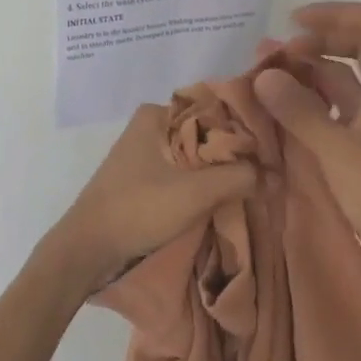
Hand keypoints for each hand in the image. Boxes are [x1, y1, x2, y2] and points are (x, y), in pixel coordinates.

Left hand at [49, 103, 256, 288]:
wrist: (87, 250)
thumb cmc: (138, 210)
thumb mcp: (196, 193)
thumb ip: (239, 177)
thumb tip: (274, 175)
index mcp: (157, 114)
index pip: (215, 110)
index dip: (246, 130)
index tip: (273, 151)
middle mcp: (150, 126)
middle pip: (206, 133)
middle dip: (234, 153)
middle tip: (269, 172)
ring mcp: (145, 153)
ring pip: (196, 155)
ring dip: (220, 171)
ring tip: (254, 185)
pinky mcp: (143, 178)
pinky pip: (183, 172)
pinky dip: (203, 183)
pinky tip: (226, 197)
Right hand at [252, 2, 360, 281]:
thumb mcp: (336, 149)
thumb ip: (299, 110)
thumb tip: (263, 75)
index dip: (334, 13)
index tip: (293, 23)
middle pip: (357, 42)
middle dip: (315, 40)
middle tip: (275, 52)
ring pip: (344, 74)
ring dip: (309, 69)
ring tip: (266, 73)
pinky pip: (338, 103)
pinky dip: (311, 97)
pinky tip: (281, 104)